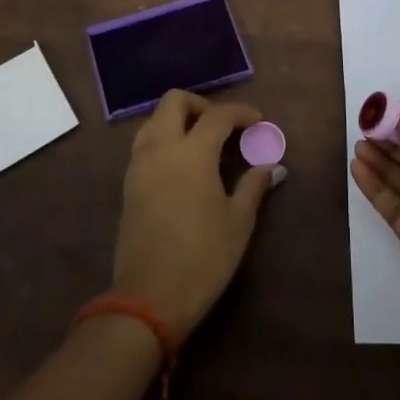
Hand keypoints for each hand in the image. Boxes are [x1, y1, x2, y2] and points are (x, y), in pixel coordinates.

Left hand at [113, 90, 279, 338]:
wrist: (149, 298)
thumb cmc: (203, 258)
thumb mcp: (238, 222)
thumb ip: (253, 186)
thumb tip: (271, 166)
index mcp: (191, 152)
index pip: (217, 115)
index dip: (241, 113)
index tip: (258, 122)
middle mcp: (160, 148)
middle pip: (174, 101)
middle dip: (202, 104)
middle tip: (224, 126)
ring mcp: (139, 165)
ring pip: (154, 120)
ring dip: (178, 120)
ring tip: (203, 143)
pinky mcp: (128, 184)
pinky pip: (145, 144)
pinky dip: (164, 140)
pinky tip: (184, 165)